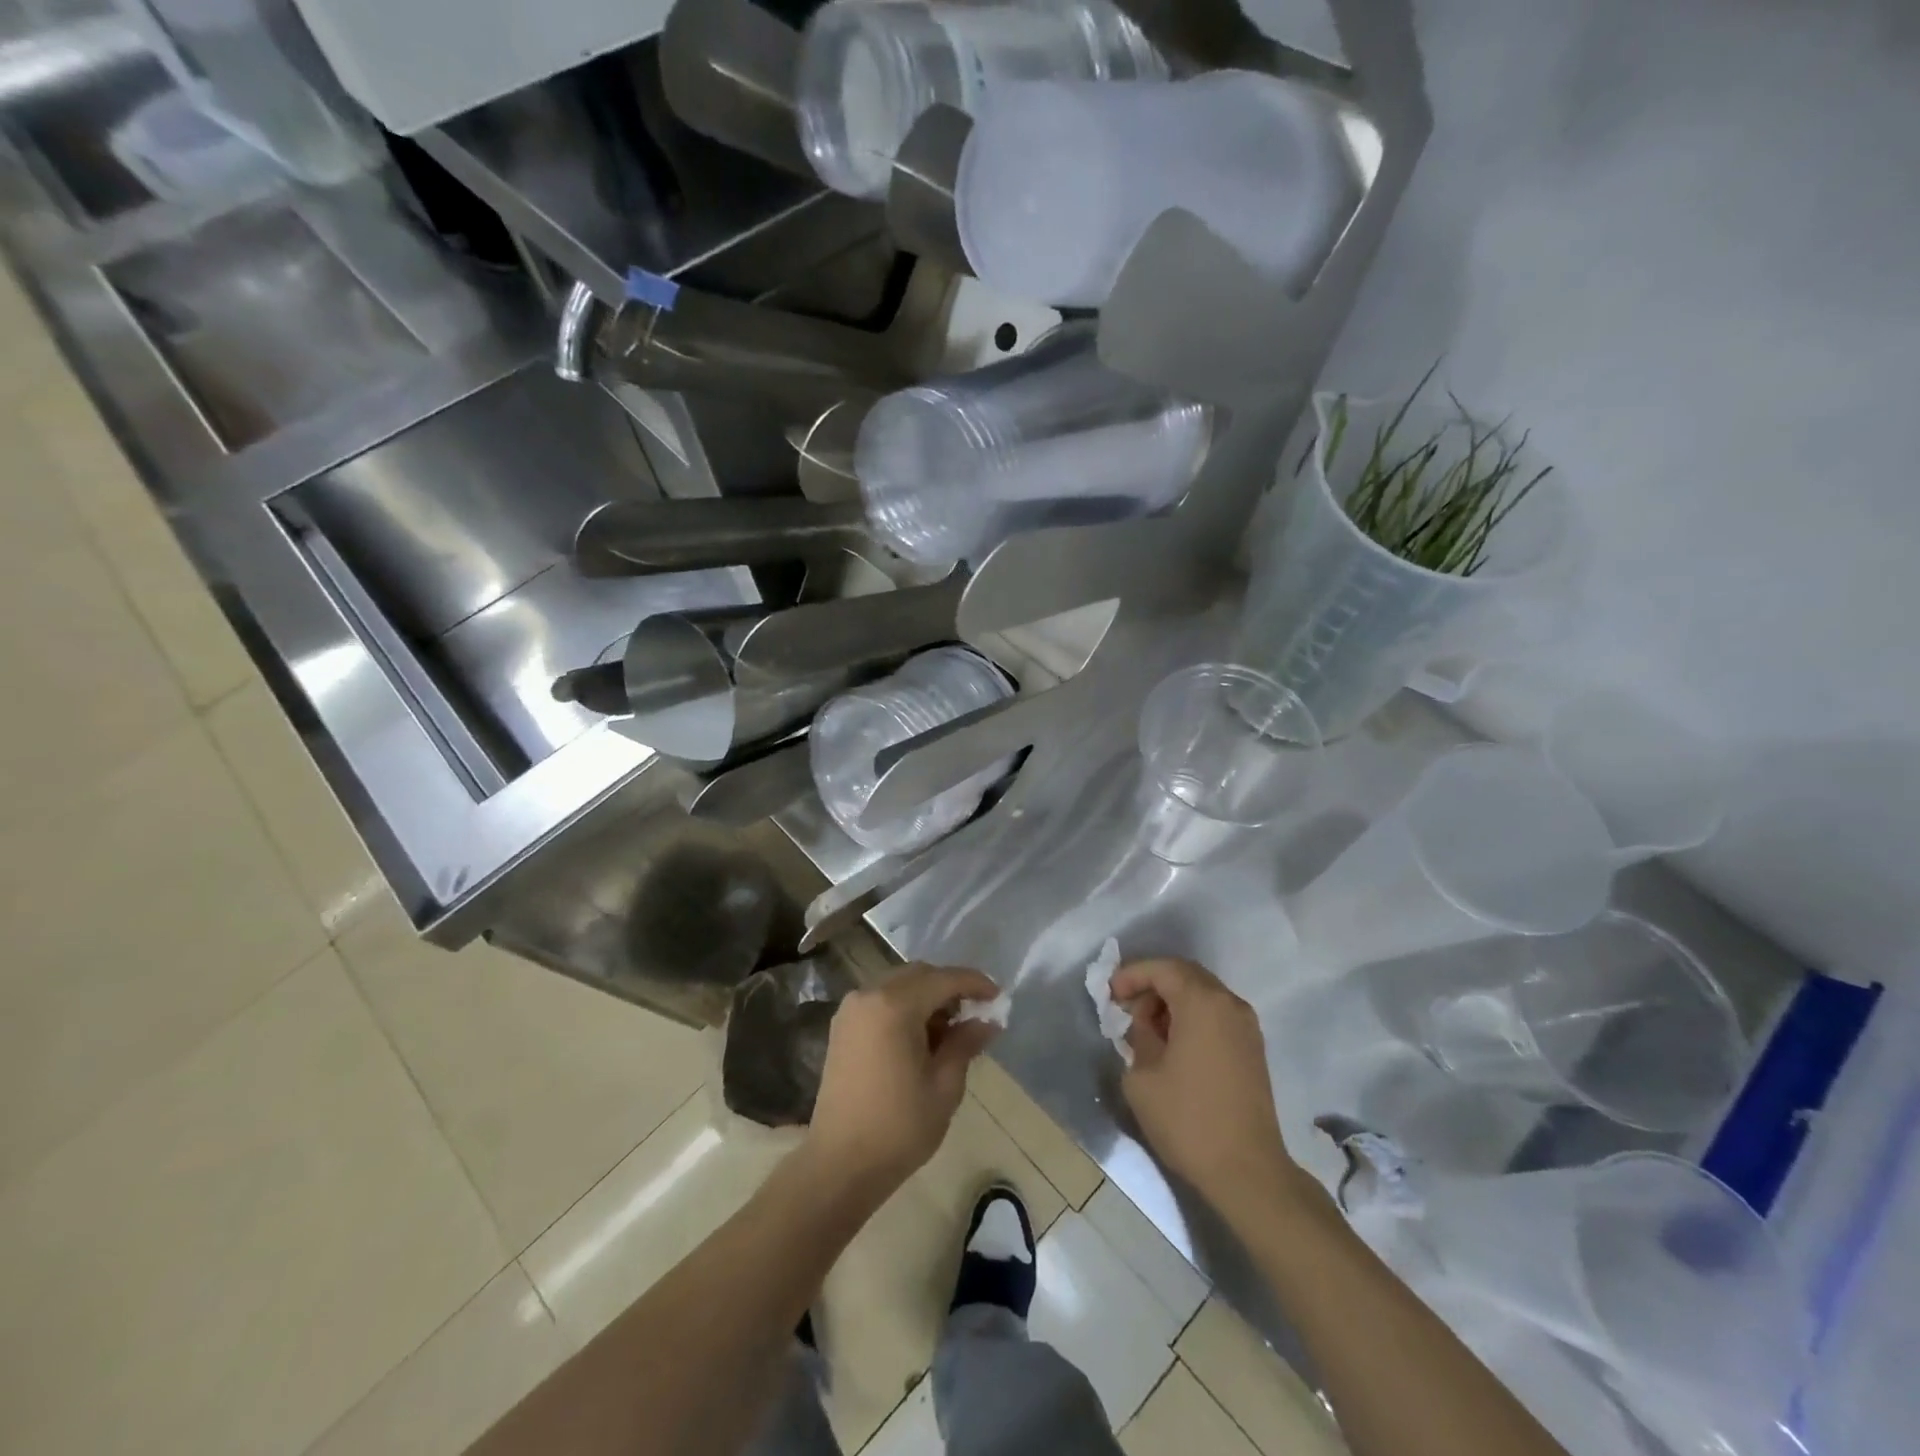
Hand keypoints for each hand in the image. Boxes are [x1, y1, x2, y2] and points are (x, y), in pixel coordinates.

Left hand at [806, 964, 1001, 1198]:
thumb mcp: (944, 1086)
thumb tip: (987, 1021)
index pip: (943, 979)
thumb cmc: (898, 1127)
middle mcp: (869, 995)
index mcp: (894, 1006)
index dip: (974, 983)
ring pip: (900, 985)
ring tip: (951, 1029)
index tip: (998, 996)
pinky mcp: (843, 1026)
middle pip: (919, 975)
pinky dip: (906, 1006)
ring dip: (928, 996)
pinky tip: (922, 1036)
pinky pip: (882, 1000)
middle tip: (976, 1013)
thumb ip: (965, 1044)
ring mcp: (851, 1009)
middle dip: (950, 987)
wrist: (840, 1164)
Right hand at [1114, 958, 1306, 1223]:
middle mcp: (1229, 1004)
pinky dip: (1191, 1017)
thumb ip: (1138, 1036)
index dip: (1132, 974)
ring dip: (1172, 1001)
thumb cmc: (1188, 1120)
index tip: (1110, 994)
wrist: (1248, 1171)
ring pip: (1202, 994)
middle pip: (1185, 975)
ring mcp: (1246, 1026)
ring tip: (1146, 1029)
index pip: (1162, 968)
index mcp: (1202, 1002)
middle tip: (1126, 1006)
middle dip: (1152, 984)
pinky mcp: (1253, 1049)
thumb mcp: (1142, 1076)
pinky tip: (1173, 1044)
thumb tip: (1146, 1026)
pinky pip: (1216, 1014)